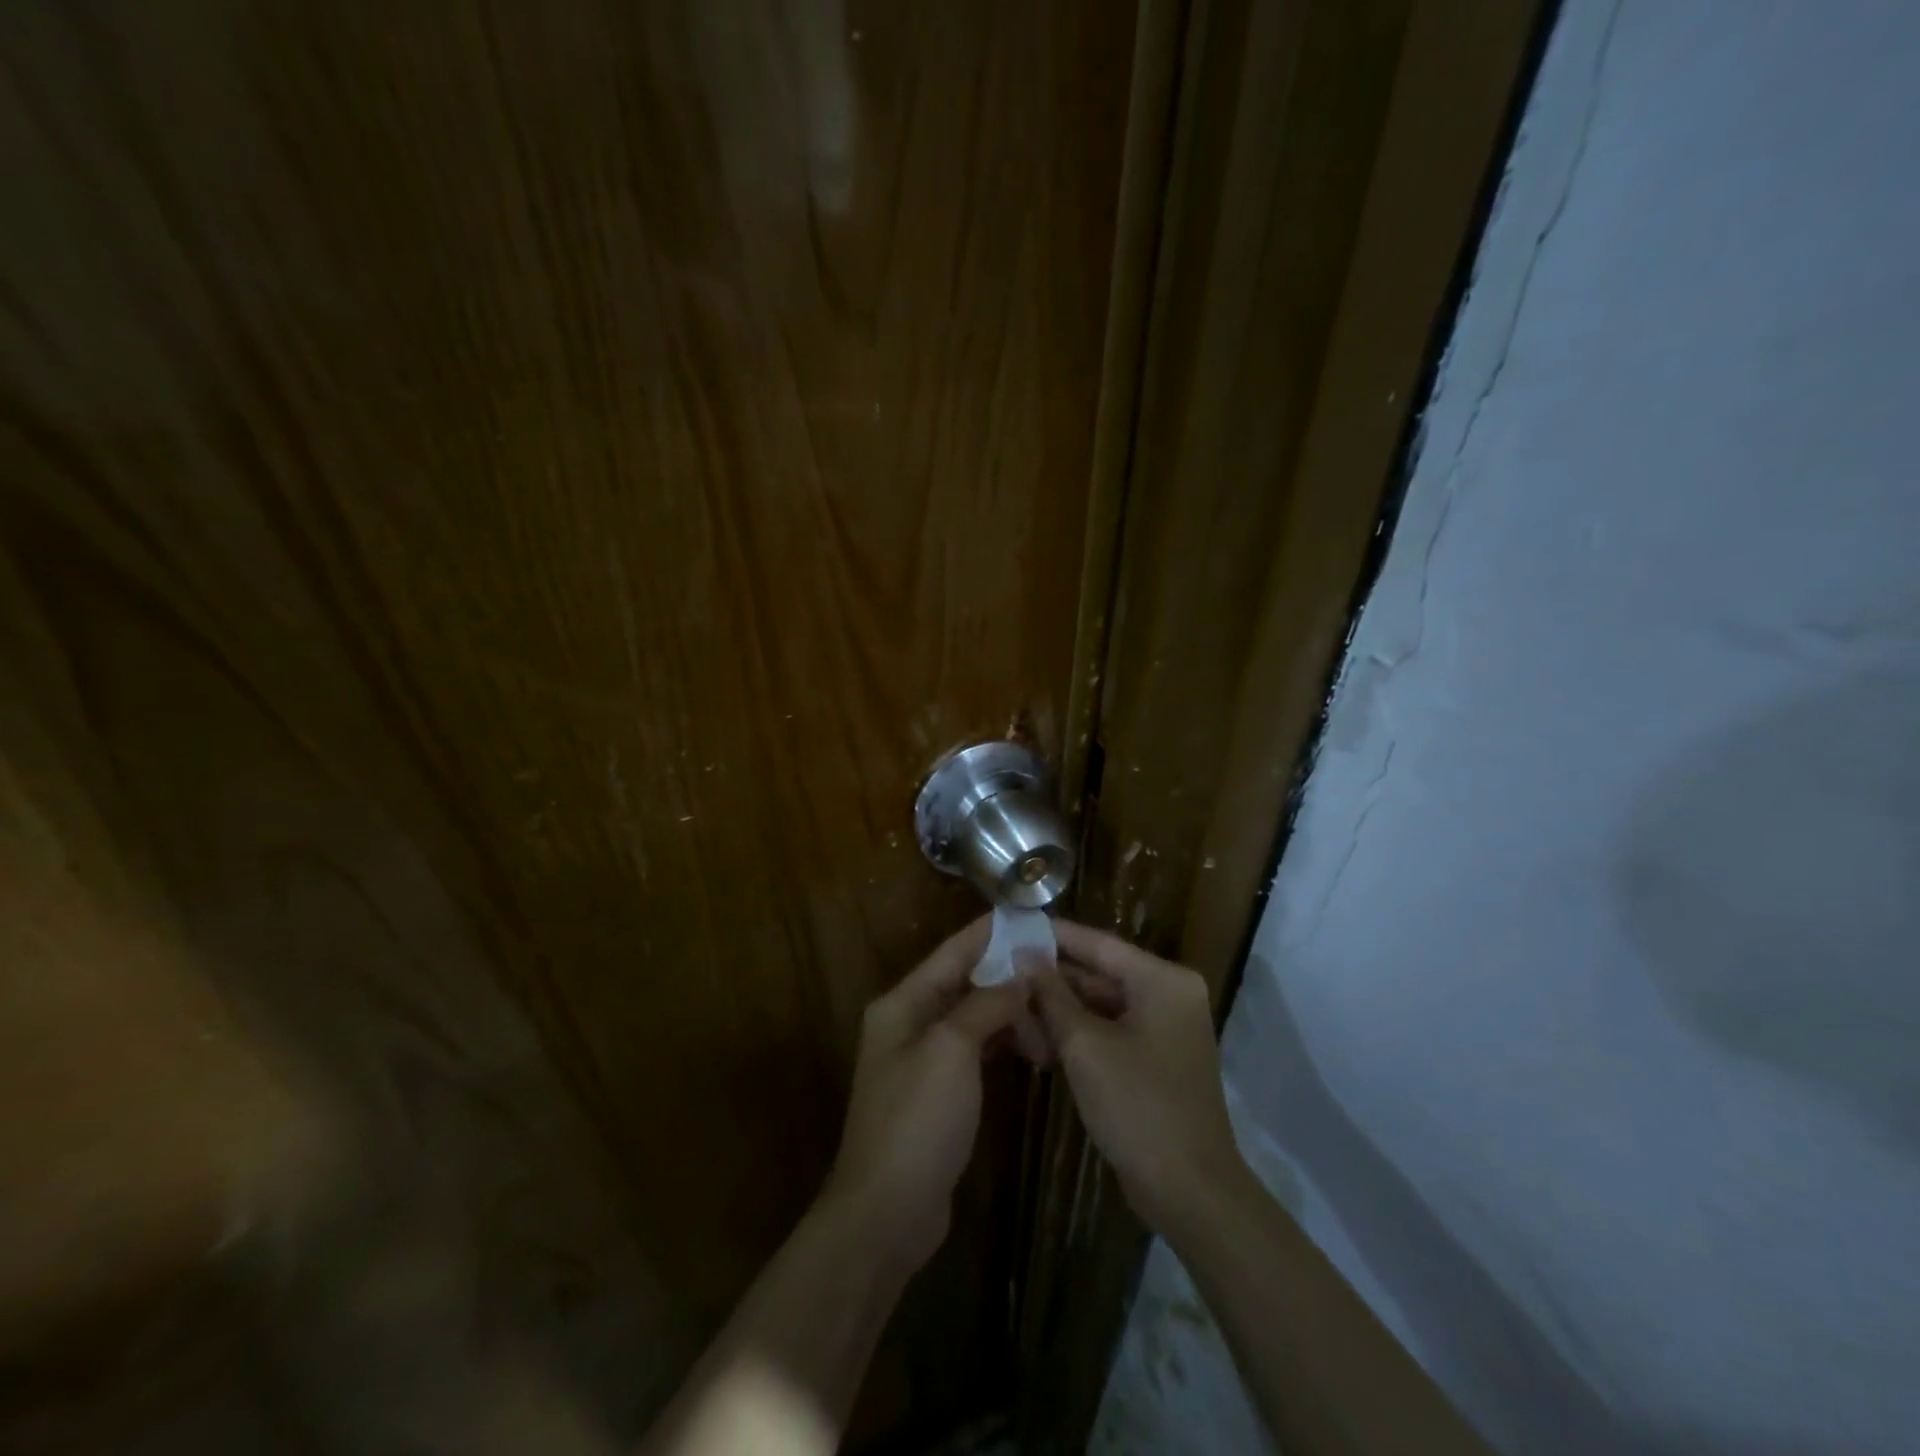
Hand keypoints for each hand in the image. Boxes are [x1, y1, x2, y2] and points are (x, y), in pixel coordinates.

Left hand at [823, 918, 1027, 1270]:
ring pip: (976, 1017)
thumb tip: (1020, 975)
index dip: (991, 932)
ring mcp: (924, 1059)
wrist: (886, 1213)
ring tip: (1055, 1016)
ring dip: (1011, 1011)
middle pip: (966, 982)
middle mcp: (910, 1022)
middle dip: (1010, 975)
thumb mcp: (952, 1050)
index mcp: (903, 1003)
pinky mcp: (940, 1092)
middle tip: (1060, 973)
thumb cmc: (916, 1121)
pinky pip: (977, 1049)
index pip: (954, 951)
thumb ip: (986, 1004)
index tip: (1033, 917)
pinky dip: (1004, 1041)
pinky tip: (1034, 1046)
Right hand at [1031, 921, 1247, 1235]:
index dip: (1054, 935)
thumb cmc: (1138, 1107)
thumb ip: (1053, 996)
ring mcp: (1166, 1029)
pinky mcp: (1157, 1059)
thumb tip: (1024, 954)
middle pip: (1100, 974)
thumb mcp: (1085, 1045)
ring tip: (1013, 1010)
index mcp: (1163, 981)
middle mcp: (1170, 995)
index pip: (1099, 944)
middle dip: (1053, 980)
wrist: (1190, 1193)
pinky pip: (1112, 1031)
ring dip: (1061, 1011)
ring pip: (1103, 1005)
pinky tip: (1040, 1043)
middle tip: (1003, 974)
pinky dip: (1080, 1035)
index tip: (1012, 927)